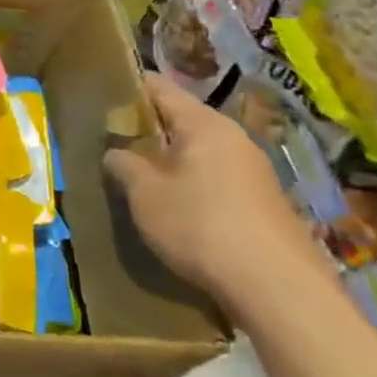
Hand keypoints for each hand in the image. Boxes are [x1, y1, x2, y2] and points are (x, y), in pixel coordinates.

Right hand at [105, 73, 327, 309]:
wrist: (278, 289)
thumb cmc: (201, 226)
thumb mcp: (145, 194)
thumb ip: (123, 164)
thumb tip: (115, 151)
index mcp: (204, 124)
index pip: (159, 87)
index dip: (127, 87)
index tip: (99, 97)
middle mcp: (234, 138)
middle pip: (181, 120)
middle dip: (146, 129)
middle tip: (111, 143)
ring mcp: (254, 171)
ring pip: (199, 152)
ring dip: (168, 160)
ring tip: (137, 178)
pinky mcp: (262, 203)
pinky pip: (215, 179)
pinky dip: (190, 184)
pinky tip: (174, 208)